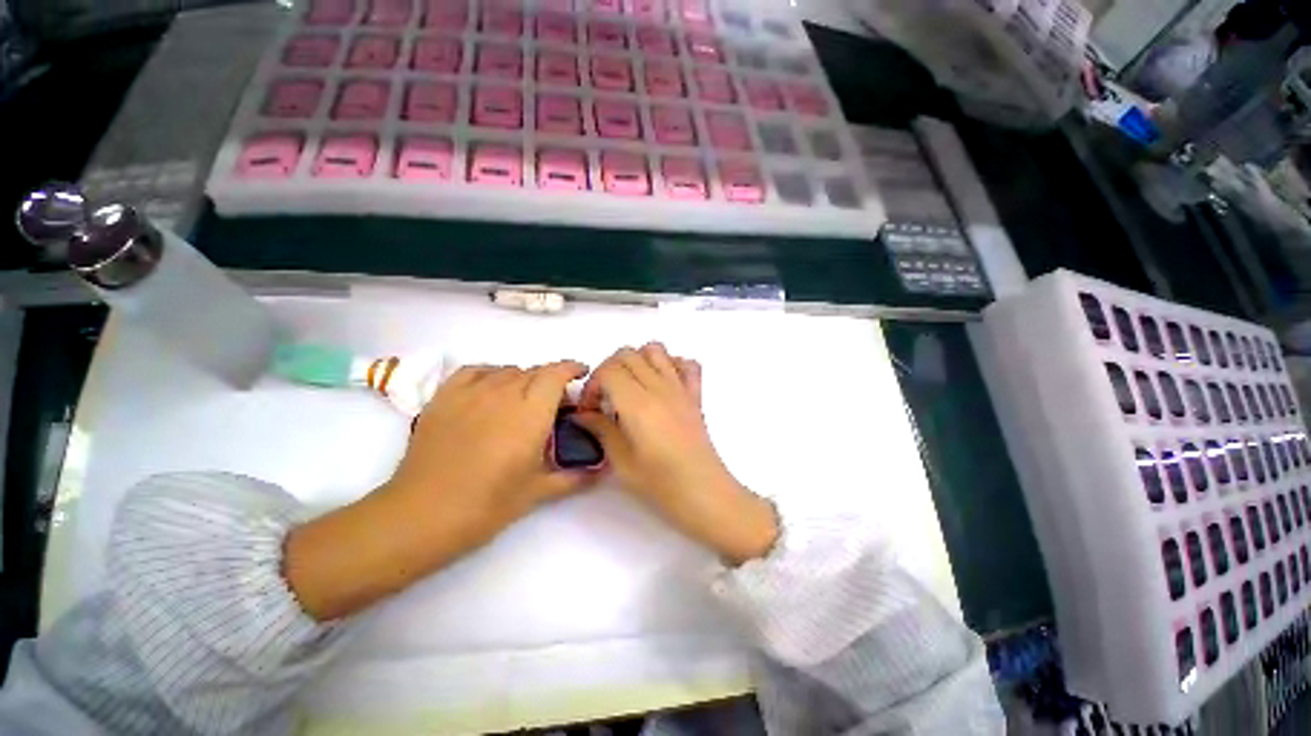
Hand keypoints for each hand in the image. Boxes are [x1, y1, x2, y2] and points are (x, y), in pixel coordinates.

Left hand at [385, 361, 595, 535]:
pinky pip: (475, 370)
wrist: (423, 514)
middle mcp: (504, 393)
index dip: (571, 368)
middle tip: (553, 402)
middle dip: (550, 380)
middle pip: (534, 371)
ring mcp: (471, 392)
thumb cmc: (487, 504)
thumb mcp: (537, 491)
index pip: (556, 374)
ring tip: (523, 399)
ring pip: (507, 371)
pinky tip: (491, 388)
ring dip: (523, 379)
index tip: (581, 373)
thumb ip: (574, 476)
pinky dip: (491, 373)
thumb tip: (601, 471)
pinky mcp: (444, 397)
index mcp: (531, 413)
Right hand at [573, 343, 778, 565]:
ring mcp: (680, 388)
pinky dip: (671, 364)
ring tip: (630, 387)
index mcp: (638, 404)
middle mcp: (659, 387)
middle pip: (627, 354)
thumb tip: (581, 414)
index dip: (592, 385)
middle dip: (608, 370)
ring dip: (637, 361)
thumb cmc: (661, 484)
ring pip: (655, 350)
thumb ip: (600, 430)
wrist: (704, 493)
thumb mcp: (621, 462)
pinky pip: (686, 363)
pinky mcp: (695, 394)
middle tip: (605, 398)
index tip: (590, 409)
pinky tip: (661, 384)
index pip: (608, 370)